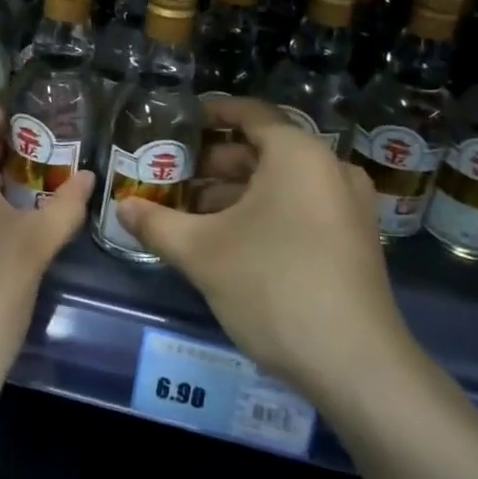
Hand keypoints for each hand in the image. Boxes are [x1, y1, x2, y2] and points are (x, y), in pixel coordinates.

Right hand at [116, 98, 420, 402]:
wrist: (356, 365)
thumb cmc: (274, 286)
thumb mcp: (202, 253)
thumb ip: (157, 223)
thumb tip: (122, 207)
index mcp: (298, 154)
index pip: (249, 113)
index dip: (210, 113)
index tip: (177, 123)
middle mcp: (329, 168)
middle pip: (263, 149)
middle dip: (215, 163)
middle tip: (173, 176)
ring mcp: (348, 206)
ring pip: (281, 183)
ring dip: (236, 193)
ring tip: (191, 214)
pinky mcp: (354, 240)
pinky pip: (301, 207)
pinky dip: (264, 212)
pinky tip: (229, 240)